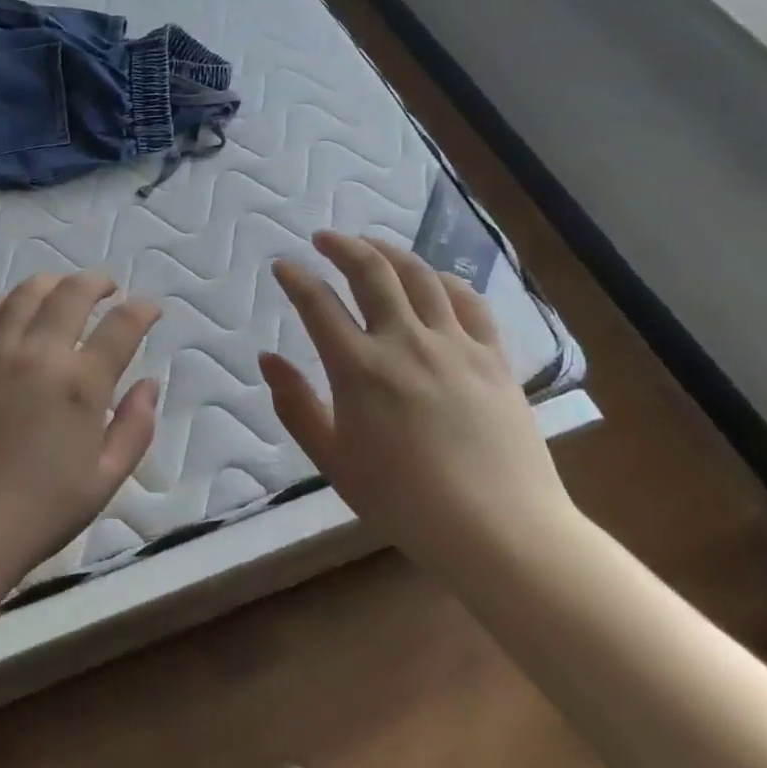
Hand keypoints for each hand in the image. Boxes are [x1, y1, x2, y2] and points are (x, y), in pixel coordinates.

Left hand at [0, 273, 161, 602]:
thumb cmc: (36, 516)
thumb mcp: (103, 482)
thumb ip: (135, 429)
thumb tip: (149, 384)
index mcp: (80, 384)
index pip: (121, 326)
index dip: (142, 311)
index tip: (150, 309)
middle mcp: (37, 354)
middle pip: (72, 293)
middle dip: (97, 282)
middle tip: (108, 288)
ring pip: (25, 293)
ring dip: (51, 283)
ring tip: (62, 289)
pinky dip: (0, 300)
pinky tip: (8, 309)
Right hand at [260, 231, 574, 576]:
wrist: (499, 530)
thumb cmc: (404, 501)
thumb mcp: (333, 460)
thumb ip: (296, 405)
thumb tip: (267, 359)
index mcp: (359, 368)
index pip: (318, 304)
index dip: (296, 279)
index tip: (283, 266)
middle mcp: (404, 342)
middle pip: (371, 272)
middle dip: (342, 246)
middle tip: (324, 238)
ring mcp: (454, 344)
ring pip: (420, 276)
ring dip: (390, 252)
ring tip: (371, 245)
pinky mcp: (494, 357)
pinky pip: (469, 301)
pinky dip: (444, 280)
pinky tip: (432, 278)